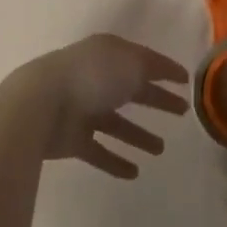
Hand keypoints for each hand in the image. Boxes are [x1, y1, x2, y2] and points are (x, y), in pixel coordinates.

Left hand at [1, 34, 189, 178]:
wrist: (40, 105)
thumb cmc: (90, 77)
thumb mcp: (130, 64)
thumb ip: (151, 68)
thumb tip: (166, 73)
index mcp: (107, 54)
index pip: (142, 60)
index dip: (164, 70)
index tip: (186, 82)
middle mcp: (95, 78)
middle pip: (132, 90)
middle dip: (156, 100)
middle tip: (182, 113)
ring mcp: (82, 109)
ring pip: (116, 123)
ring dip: (138, 136)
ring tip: (161, 150)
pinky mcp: (72, 138)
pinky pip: (99, 151)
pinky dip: (115, 161)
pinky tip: (134, 172)